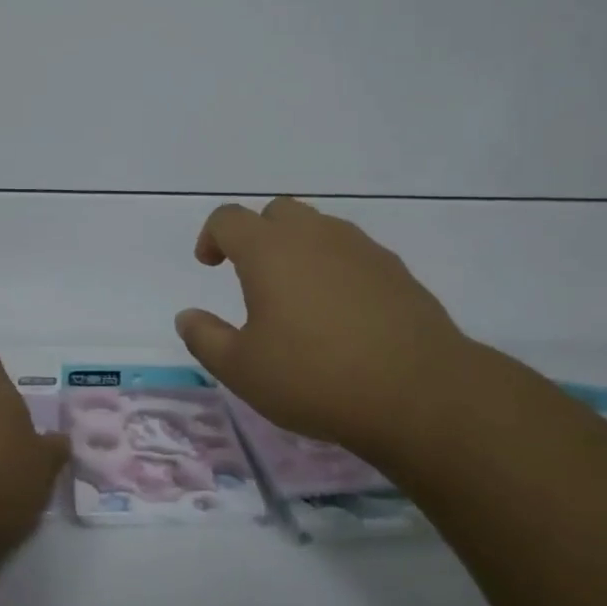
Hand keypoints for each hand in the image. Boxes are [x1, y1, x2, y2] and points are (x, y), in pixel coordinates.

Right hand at [174, 197, 483, 461]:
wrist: (419, 392)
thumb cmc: (315, 378)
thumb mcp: (243, 370)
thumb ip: (205, 338)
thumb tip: (187, 317)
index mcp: (269, 250)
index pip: (229, 218)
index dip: (212, 236)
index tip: (210, 265)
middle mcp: (314, 235)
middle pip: (277, 212)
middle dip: (257, 235)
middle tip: (253, 276)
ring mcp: (360, 248)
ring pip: (318, 229)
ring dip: (298, 249)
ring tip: (298, 296)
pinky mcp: (395, 270)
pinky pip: (352, 254)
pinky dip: (335, 268)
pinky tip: (341, 313)